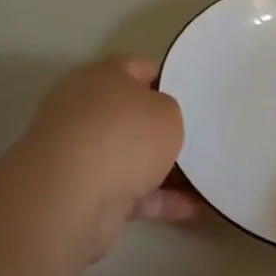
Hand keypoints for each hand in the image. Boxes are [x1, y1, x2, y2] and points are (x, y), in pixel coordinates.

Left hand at [9, 56, 200, 267]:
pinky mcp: (84, 192)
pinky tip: (194, 207)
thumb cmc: (124, 136)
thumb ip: (168, 110)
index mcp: (100, 78)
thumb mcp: (166, 112)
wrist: (71, 195)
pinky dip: (159, 200)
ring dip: (164, 169)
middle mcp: (85, 111)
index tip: (192, 94)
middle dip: (161, 128)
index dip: (165, 78)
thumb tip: (157, 119)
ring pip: (131, 157)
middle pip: (131, 115)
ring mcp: (81, 154)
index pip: (135, 68)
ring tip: (204, 177)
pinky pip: (130, 192)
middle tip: (198, 136)